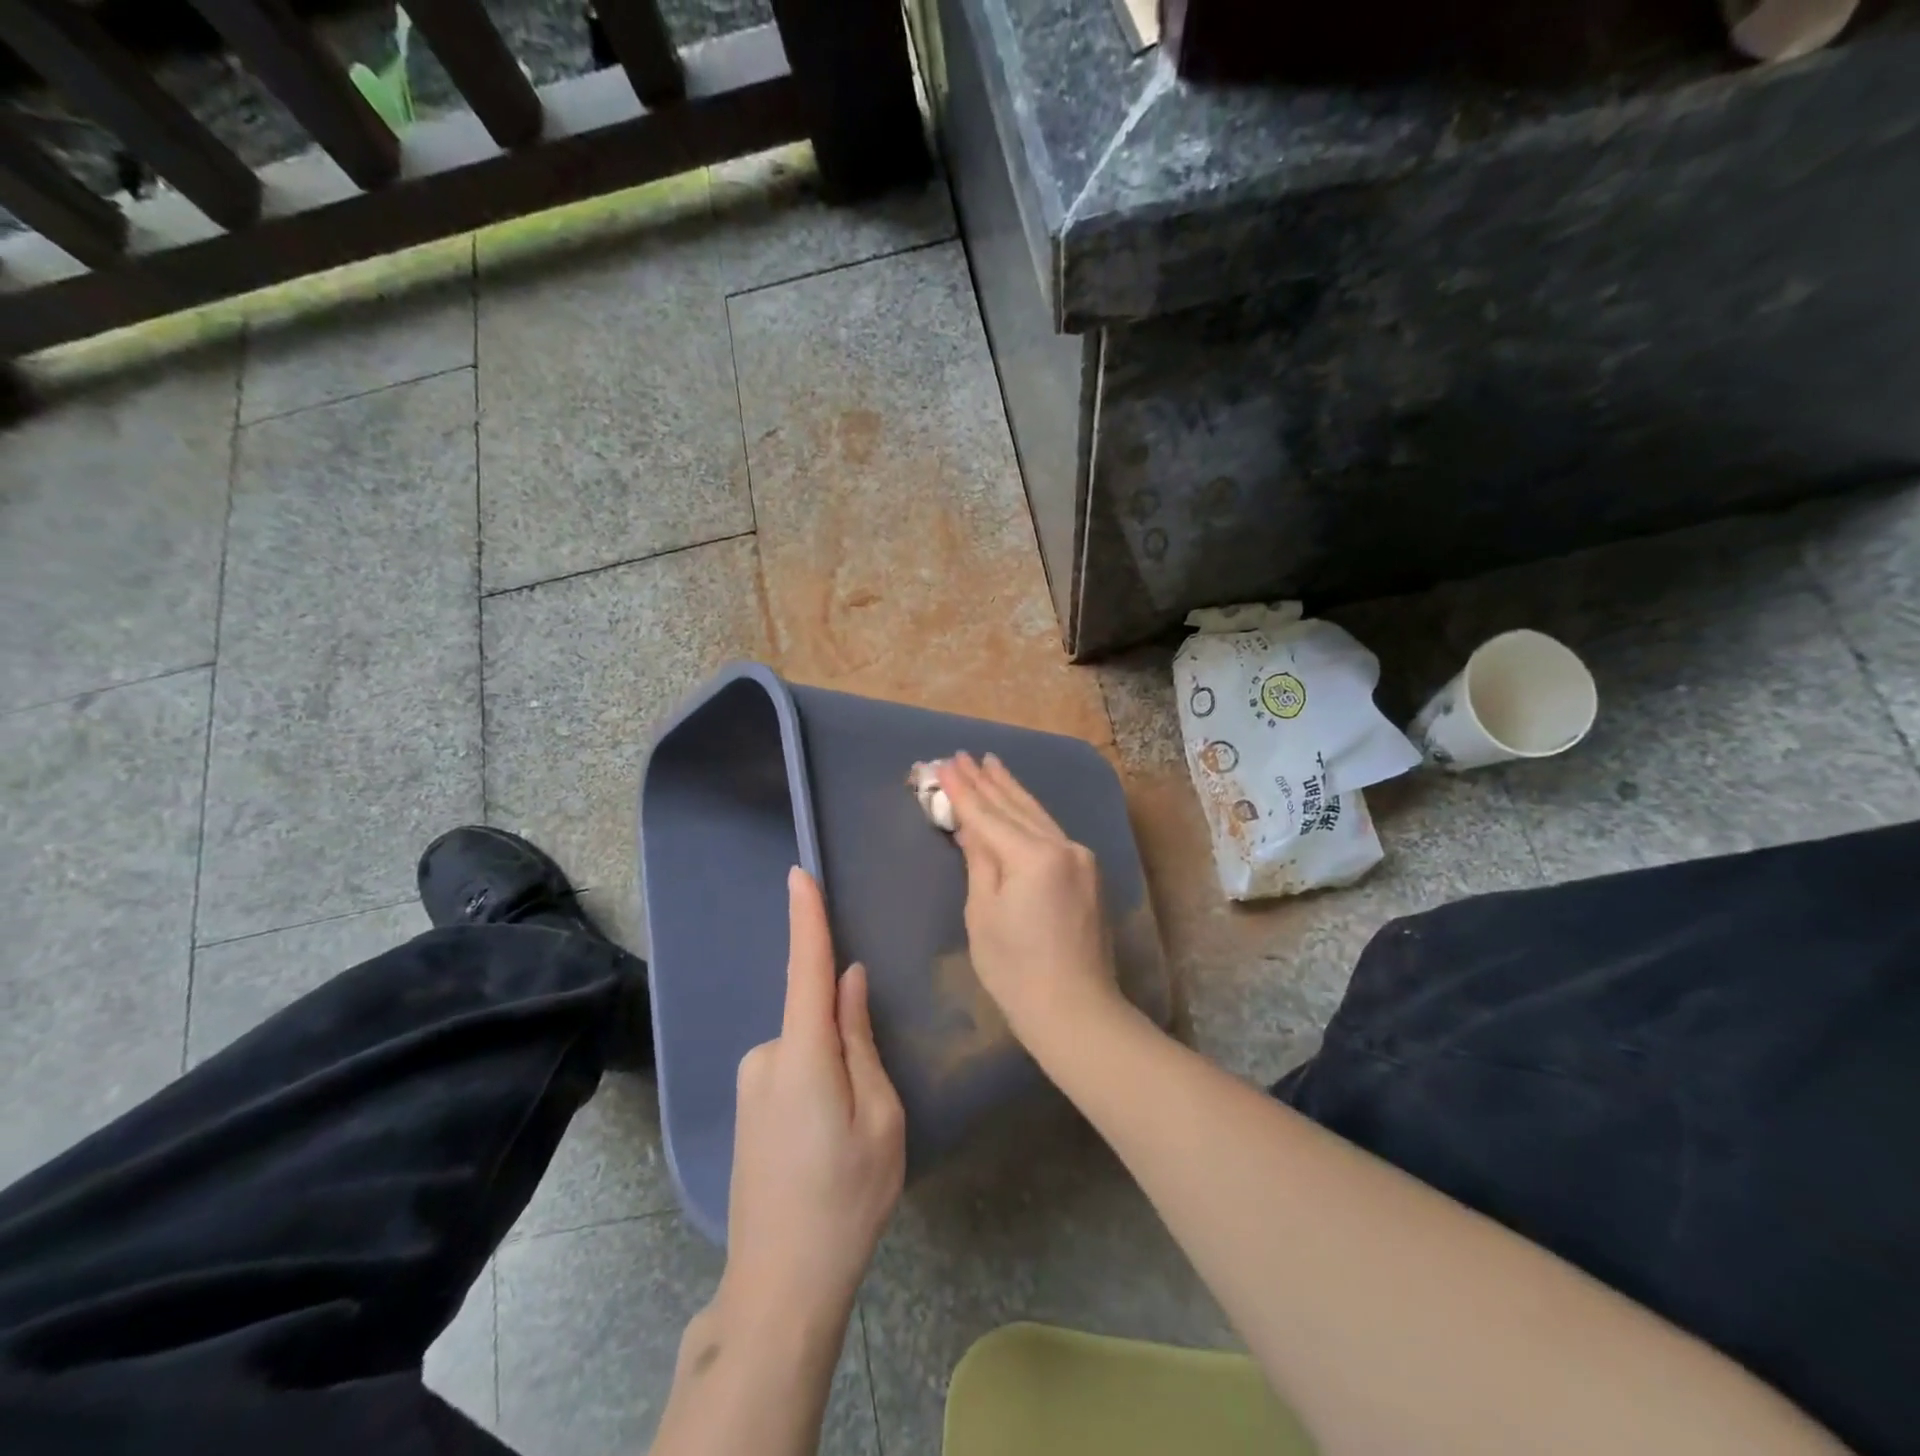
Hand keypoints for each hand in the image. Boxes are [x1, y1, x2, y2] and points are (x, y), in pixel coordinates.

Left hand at [719, 868, 905, 1335]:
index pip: (806, 968)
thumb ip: (861, 1039)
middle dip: (848, 1037)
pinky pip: (792, 1069)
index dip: (806, 918)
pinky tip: (825, 1144)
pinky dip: (817, 1084)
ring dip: (835, 1069)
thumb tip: (849, 981)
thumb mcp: (880, 1117)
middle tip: (871, 1109)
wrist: (780, 1286)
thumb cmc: (846, 1198)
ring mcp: (750, 1083)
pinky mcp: (746, 1105)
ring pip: (808, 1047)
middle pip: (816, 1017)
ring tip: (849, 1138)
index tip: (799, 874)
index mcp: (803, 1054)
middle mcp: (766, 1056)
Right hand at [937, 752, 1124, 1052]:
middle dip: (987, 781)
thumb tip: (970, 828)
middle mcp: (1063, 846)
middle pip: (1016, 807)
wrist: (1076, 1010)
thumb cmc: (1016, 971)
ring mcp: (1080, 858)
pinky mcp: (1087, 872)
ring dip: (1011, 790)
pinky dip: (1029, 814)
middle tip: (964, 755)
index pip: (989, 816)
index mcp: (1034, 856)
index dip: (963, 791)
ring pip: (1037, 815)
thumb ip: (979, 861)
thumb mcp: (983, 915)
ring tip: (991, 763)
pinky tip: (1018, 801)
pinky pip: (1050, 832)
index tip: (945, 764)